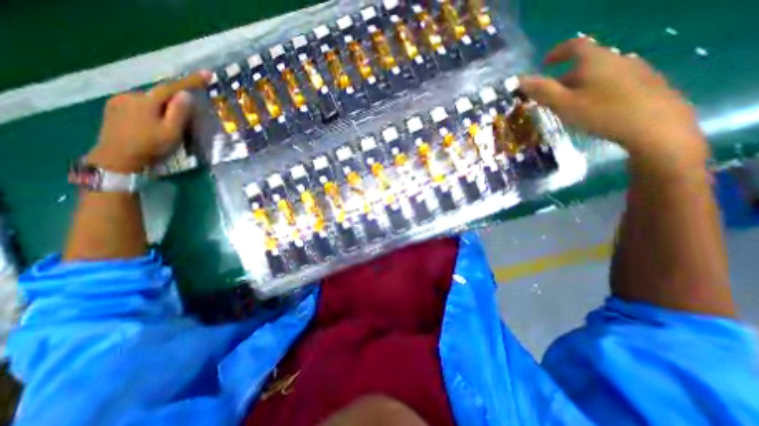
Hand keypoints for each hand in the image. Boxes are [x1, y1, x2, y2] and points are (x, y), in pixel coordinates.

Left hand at [84, 72, 208, 171]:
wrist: (116, 159)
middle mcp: (132, 96)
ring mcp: (120, 101)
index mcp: (148, 102)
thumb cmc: (150, 146)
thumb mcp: (172, 132)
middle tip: (187, 118)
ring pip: (150, 101)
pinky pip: (139, 105)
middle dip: (176, 102)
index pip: (173, 87)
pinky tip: (152, 124)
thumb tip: (187, 95)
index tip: (208, 73)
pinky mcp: (114, 108)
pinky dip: (151, 110)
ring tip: (169, 125)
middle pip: (161, 95)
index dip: (192, 81)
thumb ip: (179, 113)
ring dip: (163, 108)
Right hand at [519, 37, 708, 174]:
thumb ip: (542, 91)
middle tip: (552, 97)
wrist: (655, 126)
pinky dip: (598, 90)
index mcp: (595, 60)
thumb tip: (520, 80)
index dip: (557, 52)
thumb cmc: (601, 112)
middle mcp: (617, 58)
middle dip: (565, 77)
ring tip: (572, 105)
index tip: (544, 63)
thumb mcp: (564, 104)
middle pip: (586, 63)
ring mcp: (635, 69)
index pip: (574, 46)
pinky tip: (596, 108)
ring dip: (581, 85)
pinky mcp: (647, 83)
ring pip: (600, 73)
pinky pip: (614, 81)